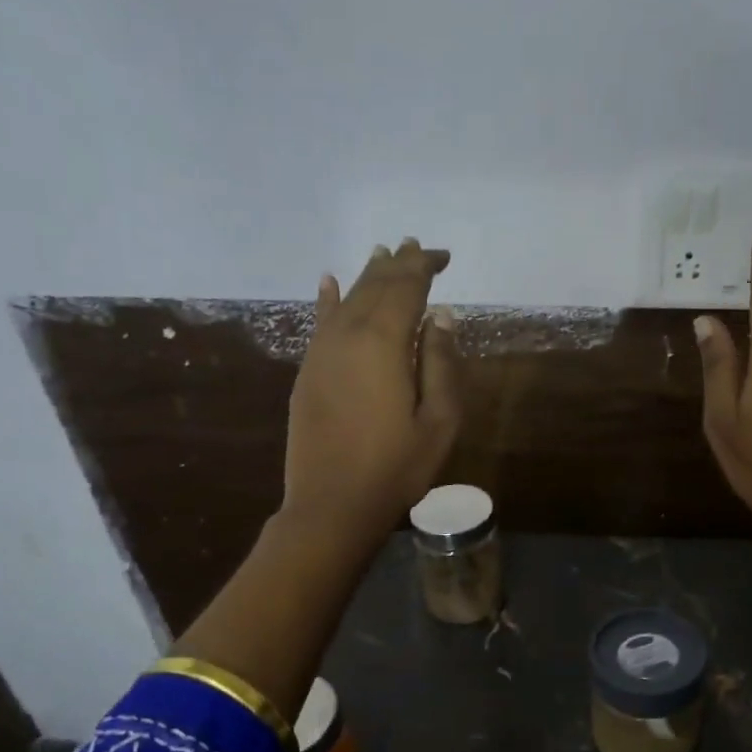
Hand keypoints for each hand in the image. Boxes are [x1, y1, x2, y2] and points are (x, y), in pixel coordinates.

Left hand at [282, 239, 462, 550]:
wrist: (332, 505)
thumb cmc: (397, 467)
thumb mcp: (438, 420)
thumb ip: (442, 363)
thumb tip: (441, 316)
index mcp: (383, 342)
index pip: (406, 287)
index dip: (424, 266)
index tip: (443, 256)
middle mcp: (347, 335)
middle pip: (374, 287)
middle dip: (397, 265)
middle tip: (415, 246)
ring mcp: (322, 352)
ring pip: (347, 298)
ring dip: (368, 276)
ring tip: (383, 254)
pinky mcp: (308, 371)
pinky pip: (319, 322)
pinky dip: (328, 298)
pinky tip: (329, 281)